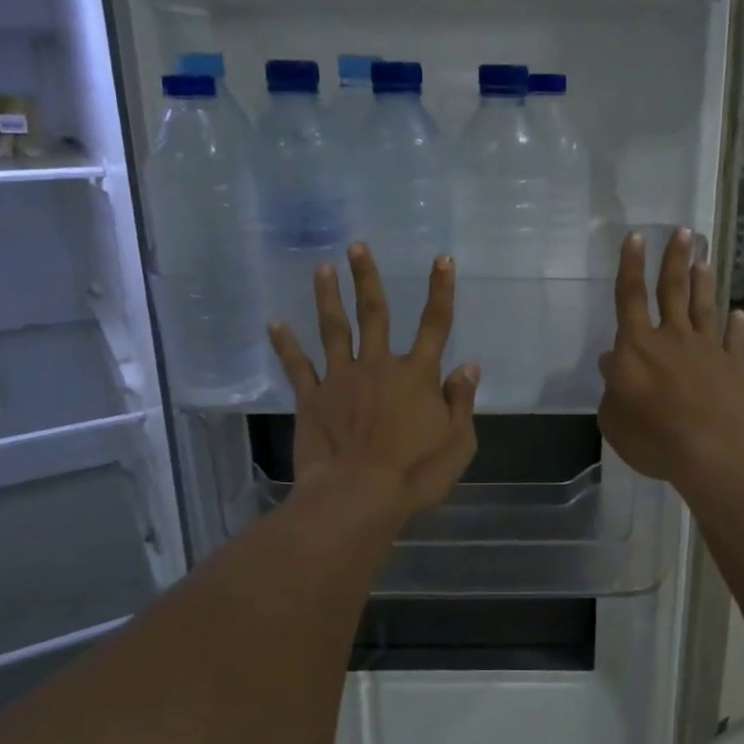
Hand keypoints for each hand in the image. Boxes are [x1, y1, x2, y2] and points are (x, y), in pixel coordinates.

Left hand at [268, 244, 479, 518]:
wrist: (358, 497)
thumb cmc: (415, 473)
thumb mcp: (458, 442)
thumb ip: (462, 401)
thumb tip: (469, 365)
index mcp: (417, 375)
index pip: (435, 323)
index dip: (441, 289)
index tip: (442, 258)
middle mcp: (379, 366)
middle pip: (375, 314)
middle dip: (367, 278)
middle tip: (356, 247)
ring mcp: (341, 379)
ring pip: (335, 329)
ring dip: (328, 297)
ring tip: (322, 268)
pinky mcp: (312, 399)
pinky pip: (298, 366)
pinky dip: (286, 344)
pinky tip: (275, 323)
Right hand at [597, 228, 743, 485]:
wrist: (717, 453)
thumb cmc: (655, 438)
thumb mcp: (615, 420)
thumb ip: (612, 389)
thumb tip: (611, 361)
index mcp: (637, 347)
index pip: (630, 297)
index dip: (630, 265)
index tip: (635, 236)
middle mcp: (673, 339)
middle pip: (673, 291)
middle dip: (675, 259)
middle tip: (683, 231)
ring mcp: (707, 351)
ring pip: (704, 308)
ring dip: (703, 282)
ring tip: (705, 258)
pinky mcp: (734, 368)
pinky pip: (733, 341)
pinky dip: (735, 326)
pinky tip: (739, 314)